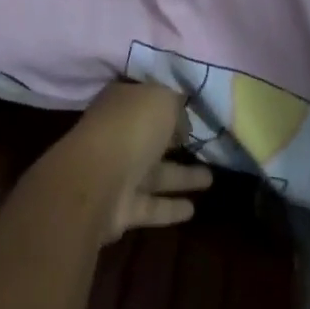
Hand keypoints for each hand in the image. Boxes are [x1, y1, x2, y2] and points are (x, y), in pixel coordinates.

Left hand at [46, 82, 210, 242]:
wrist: (98, 180)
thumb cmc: (130, 127)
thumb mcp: (162, 99)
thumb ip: (175, 105)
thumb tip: (182, 123)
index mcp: (122, 101)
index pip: (146, 97)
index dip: (168, 102)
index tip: (191, 109)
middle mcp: (118, 134)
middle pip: (151, 136)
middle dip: (176, 140)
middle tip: (204, 145)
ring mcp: (118, 172)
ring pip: (156, 173)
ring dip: (181, 176)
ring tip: (211, 179)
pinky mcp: (122, 208)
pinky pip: (152, 205)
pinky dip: (170, 207)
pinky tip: (193, 210)